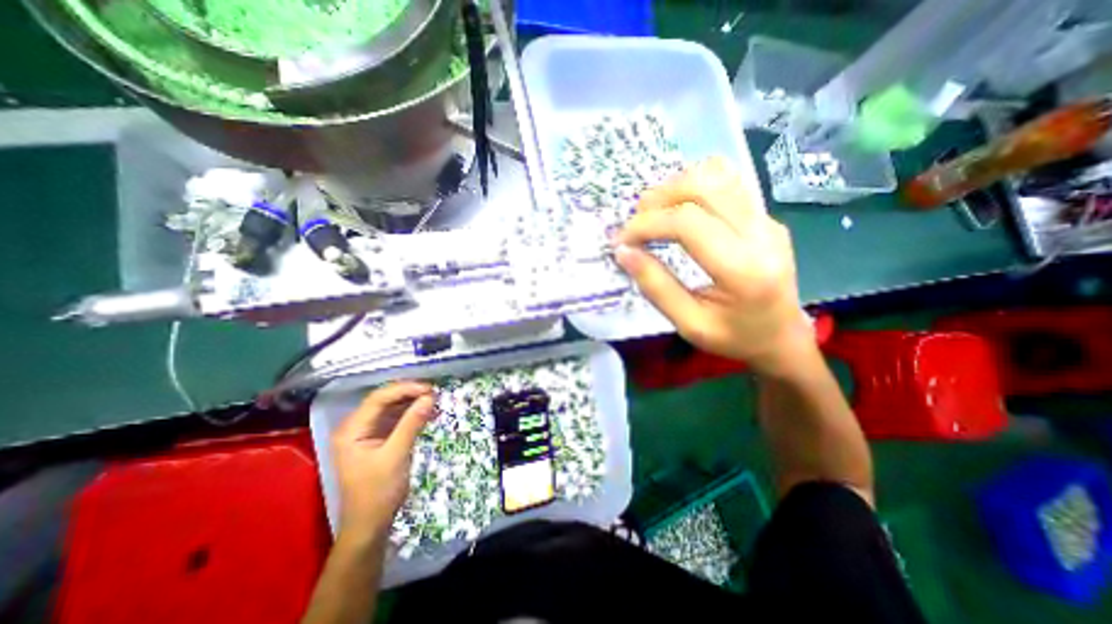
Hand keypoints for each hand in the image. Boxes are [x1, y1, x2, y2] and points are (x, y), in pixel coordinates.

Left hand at [330, 380, 434, 539]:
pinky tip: (427, 412)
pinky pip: (396, 418)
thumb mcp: (396, 456)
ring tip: (434, 399)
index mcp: (351, 429)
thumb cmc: (378, 492)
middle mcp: (356, 426)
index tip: (429, 389)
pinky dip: (412, 413)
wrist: (370, 525)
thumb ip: (412, 424)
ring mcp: (367, 432)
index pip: (379, 398)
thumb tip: (430, 397)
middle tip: (434, 392)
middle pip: (384, 399)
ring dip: (412, 402)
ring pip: (391, 407)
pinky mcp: (378, 438)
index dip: (405, 389)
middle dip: (409, 393)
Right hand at [611, 160, 813, 376]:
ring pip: (717, 174)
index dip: (647, 224)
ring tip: (654, 212)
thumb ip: (656, 286)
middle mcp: (761, 234)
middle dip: (659, 198)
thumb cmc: (735, 338)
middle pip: (704, 186)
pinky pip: (726, 183)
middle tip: (636, 222)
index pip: (688, 223)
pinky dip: (693, 187)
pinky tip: (678, 209)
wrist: (783, 337)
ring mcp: (768, 220)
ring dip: (675, 187)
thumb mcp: (689, 324)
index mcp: (744, 270)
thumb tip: (623, 252)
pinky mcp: (765, 216)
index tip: (623, 241)